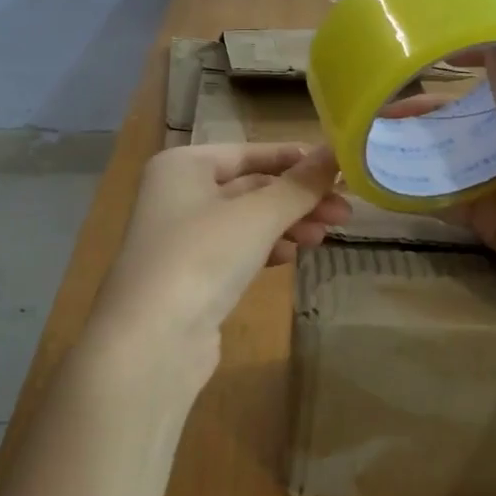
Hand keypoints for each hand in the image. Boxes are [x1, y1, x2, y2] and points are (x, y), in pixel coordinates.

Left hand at [90, 143, 349, 385]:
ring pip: (246, 221)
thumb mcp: (258, 215)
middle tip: (345, 212)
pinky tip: (292, 258)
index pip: (250, 152)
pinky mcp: (189, 276)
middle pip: (250, 187)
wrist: (151, 343)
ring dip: (287, 225)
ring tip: (324, 237)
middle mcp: (177, 194)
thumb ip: (300, 185)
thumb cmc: (202, 257)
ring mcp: (181, 238)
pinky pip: (236, 250)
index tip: (341, 170)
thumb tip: (338, 152)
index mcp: (183, 165)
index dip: (297, 159)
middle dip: (297, 198)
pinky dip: (266, 249)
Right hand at [390, 49, 495, 354]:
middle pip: (478, 115)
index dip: (479, 55)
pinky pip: (454, 198)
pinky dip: (425, 190)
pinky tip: (389, 181)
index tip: (433, 49)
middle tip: (384, 102)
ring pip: (461, 157)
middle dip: (434, 108)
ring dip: (424, 148)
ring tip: (377, 137)